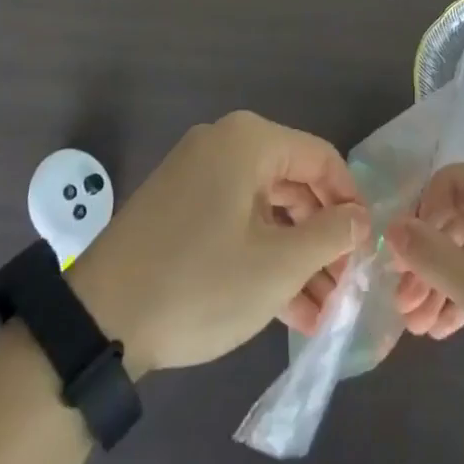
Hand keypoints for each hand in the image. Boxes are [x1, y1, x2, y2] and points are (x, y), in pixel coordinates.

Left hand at [67, 113, 366, 375]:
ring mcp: (197, 174)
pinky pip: (236, 219)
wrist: (97, 322)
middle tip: (345, 287)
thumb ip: (329, 236)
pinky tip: (285, 305)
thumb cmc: (199, 283)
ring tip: (321, 311)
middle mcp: (224, 144)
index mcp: (250, 141)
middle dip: (322, 237)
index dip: (350, 203)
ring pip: (266, 207)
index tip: (366, 250)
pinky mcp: (179, 205)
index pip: (321, 159)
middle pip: (294, 182)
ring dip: (295, 255)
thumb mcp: (276, 266)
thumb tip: (358, 220)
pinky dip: (261, 254)